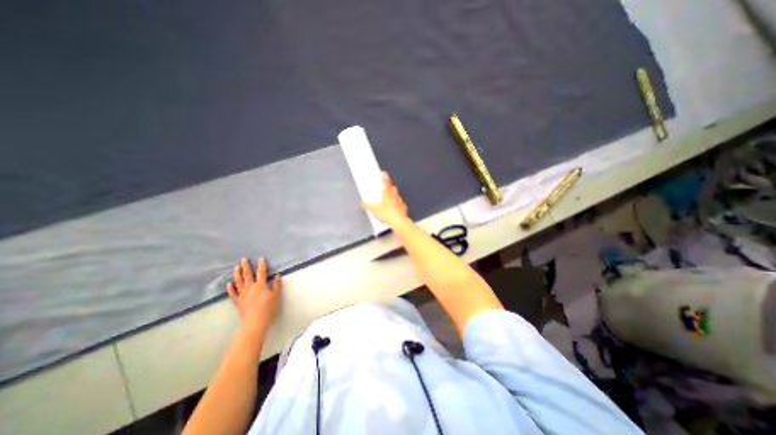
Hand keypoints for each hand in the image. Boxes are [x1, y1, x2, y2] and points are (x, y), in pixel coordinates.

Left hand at [228, 258, 281, 328]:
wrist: (255, 321)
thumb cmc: (268, 308)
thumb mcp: (276, 295)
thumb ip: (276, 285)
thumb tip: (277, 275)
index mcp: (261, 285)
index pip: (261, 272)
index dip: (261, 265)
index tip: (261, 258)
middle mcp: (250, 287)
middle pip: (248, 275)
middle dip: (246, 266)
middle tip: (243, 259)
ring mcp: (243, 294)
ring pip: (239, 282)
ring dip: (237, 274)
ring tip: (236, 267)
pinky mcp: (238, 301)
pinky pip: (233, 293)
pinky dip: (230, 288)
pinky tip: (229, 283)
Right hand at [362, 172, 411, 229]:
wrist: (398, 221)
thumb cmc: (386, 213)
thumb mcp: (373, 210)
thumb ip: (366, 206)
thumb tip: (360, 204)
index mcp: (386, 193)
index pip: (385, 183)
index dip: (384, 177)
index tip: (383, 173)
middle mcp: (394, 195)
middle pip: (393, 188)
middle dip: (390, 187)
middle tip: (387, 187)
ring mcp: (400, 201)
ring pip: (397, 196)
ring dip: (394, 196)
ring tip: (391, 198)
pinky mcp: (403, 208)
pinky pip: (401, 205)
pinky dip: (398, 205)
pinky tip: (396, 208)